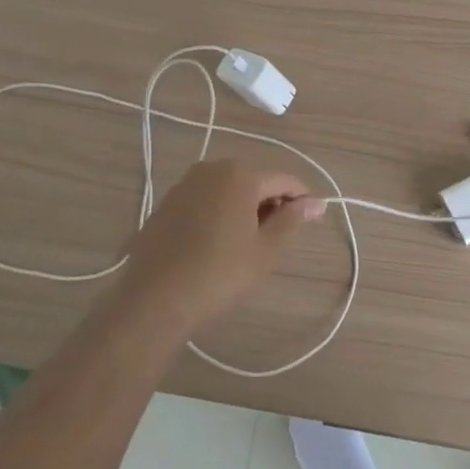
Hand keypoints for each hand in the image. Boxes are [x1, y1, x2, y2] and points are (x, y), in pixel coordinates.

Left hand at [117, 159, 323, 337]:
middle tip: (280, 236)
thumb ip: (291, 220)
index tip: (314, 218)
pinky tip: (219, 242)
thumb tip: (315, 203)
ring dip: (245, 207)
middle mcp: (212, 168)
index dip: (302, 198)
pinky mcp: (167, 203)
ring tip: (251, 242)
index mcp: (240, 174)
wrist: (154, 299)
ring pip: (228, 188)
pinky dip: (219, 212)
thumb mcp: (265, 251)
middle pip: (254, 179)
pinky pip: (205, 199)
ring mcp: (185, 184)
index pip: (284, 179)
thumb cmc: (219, 274)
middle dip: (272, 202)